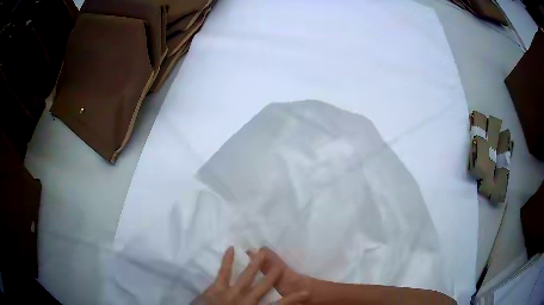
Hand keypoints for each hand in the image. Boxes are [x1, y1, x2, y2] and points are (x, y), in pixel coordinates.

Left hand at [194, 246, 308, 304]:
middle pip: (263, 287)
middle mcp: (246, 300)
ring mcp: (231, 293)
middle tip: (281, 265)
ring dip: (255, 264)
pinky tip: (230, 248)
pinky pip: (223, 272)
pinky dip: (227, 260)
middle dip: (273, 276)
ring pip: (246, 276)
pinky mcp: (216, 288)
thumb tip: (267, 303)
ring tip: (263, 252)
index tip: (305, 292)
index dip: (291, 299)